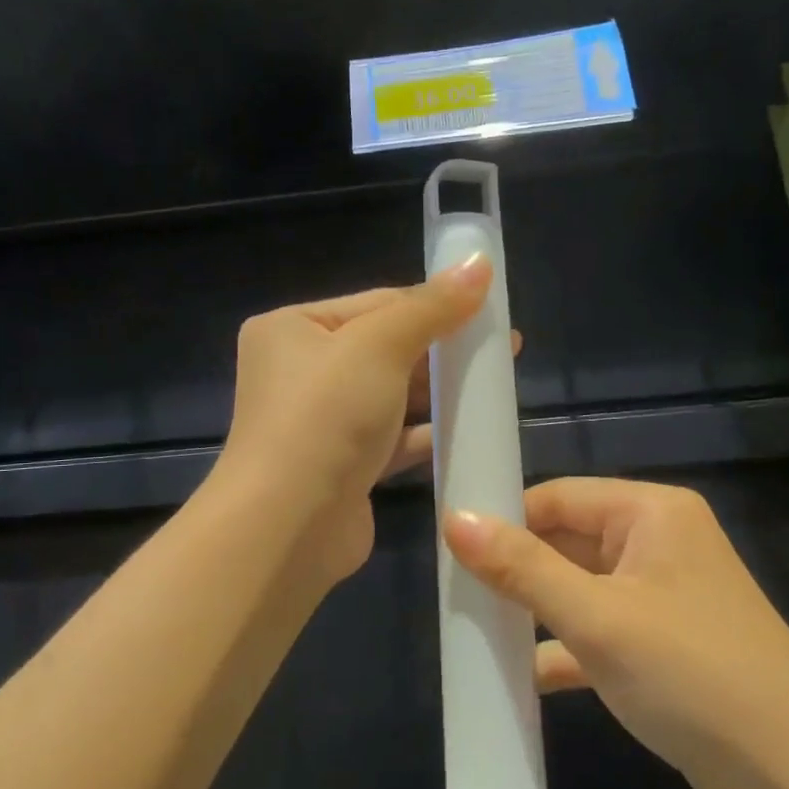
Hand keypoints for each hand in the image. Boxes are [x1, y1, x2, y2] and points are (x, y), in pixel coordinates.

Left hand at [215, 257, 492, 585]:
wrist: (288, 526)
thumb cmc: (326, 416)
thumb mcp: (379, 346)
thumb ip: (432, 307)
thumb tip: (479, 262)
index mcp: (292, 329)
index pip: (375, 303)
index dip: (433, 304)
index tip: (487, 308)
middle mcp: (300, 372)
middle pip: (384, 349)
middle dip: (440, 349)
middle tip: (500, 347)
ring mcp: (320, 423)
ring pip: (390, 396)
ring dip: (437, 391)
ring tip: (493, 384)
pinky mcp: (342, 467)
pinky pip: (391, 439)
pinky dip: (425, 433)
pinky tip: (468, 428)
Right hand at [444, 478, 788, 788]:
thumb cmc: (695, 678)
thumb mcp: (598, 619)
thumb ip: (522, 568)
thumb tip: (453, 517)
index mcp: (651, 514)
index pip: (557, 497)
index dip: (503, 519)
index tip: (449, 551)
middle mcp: (657, 544)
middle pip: (566, 541)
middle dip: (513, 570)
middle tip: (453, 596)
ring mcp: (661, 598)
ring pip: (577, 589)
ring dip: (532, 611)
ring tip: (473, 631)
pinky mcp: (661, 648)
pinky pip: (596, 632)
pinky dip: (561, 649)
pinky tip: (519, 677)